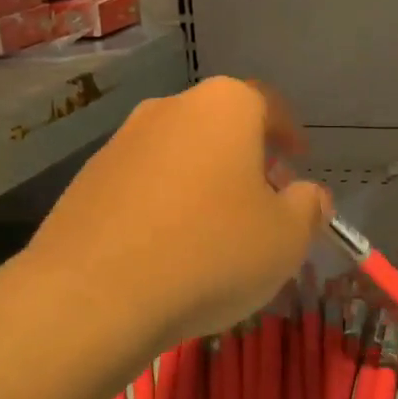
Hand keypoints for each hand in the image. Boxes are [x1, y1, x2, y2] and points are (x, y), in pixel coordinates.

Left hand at [23, 76, 329, 353]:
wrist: (93, 294)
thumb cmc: (210, 252)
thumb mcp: (286, 238)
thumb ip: (309, 208)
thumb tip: (310, 195)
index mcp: (225, 107)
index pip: (269, 105)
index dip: (290, 133)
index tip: (299, 159)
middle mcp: (170, 108)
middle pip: (221, 126)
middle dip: (247, 158)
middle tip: (262, 199)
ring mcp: (122, 141)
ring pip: (179, 153)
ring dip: (202, 180)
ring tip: (214, 229)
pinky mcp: (87, 178)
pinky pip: (143, 182)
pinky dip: (163, 202)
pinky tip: (166, 246)